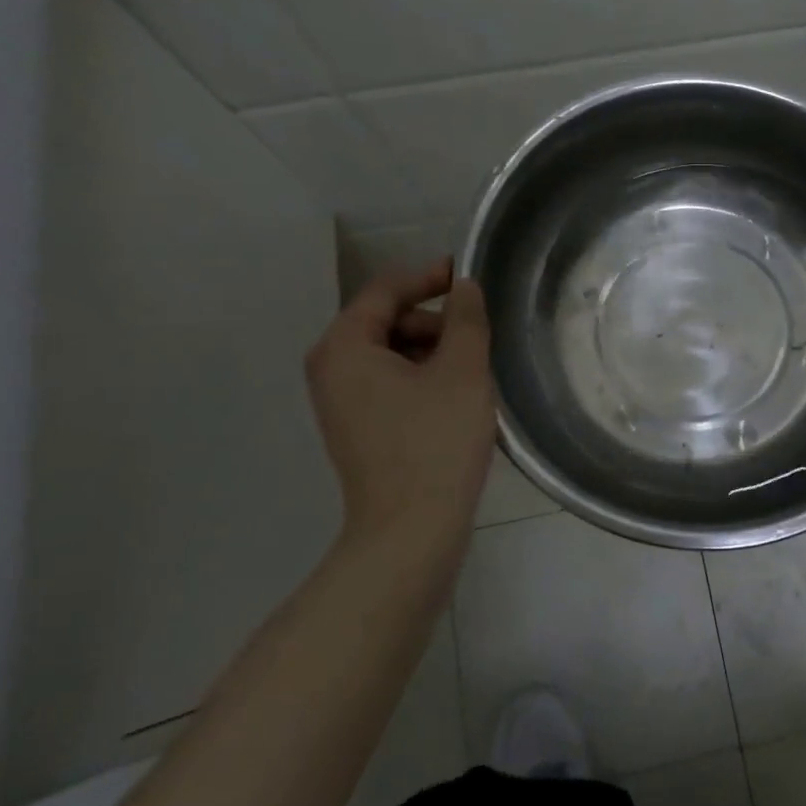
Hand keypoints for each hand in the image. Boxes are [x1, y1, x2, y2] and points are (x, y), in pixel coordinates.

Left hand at [305, 258, 495, 550]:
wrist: (411, 530)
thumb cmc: (436, 442)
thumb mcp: (462, 370)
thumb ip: (465, 318)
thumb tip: (463, 286)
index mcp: (345, 347)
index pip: (384, 290)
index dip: (428, 277)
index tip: (467, 276)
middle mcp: (330, 369)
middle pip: (384, 321)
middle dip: (432, 322)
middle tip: (475, 339)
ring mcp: (339, 403)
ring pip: (389, 354)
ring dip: (431, 352)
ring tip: (471, 373)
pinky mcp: (355, 429)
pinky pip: (388, 384)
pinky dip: (420, 378)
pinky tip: (454, 399)